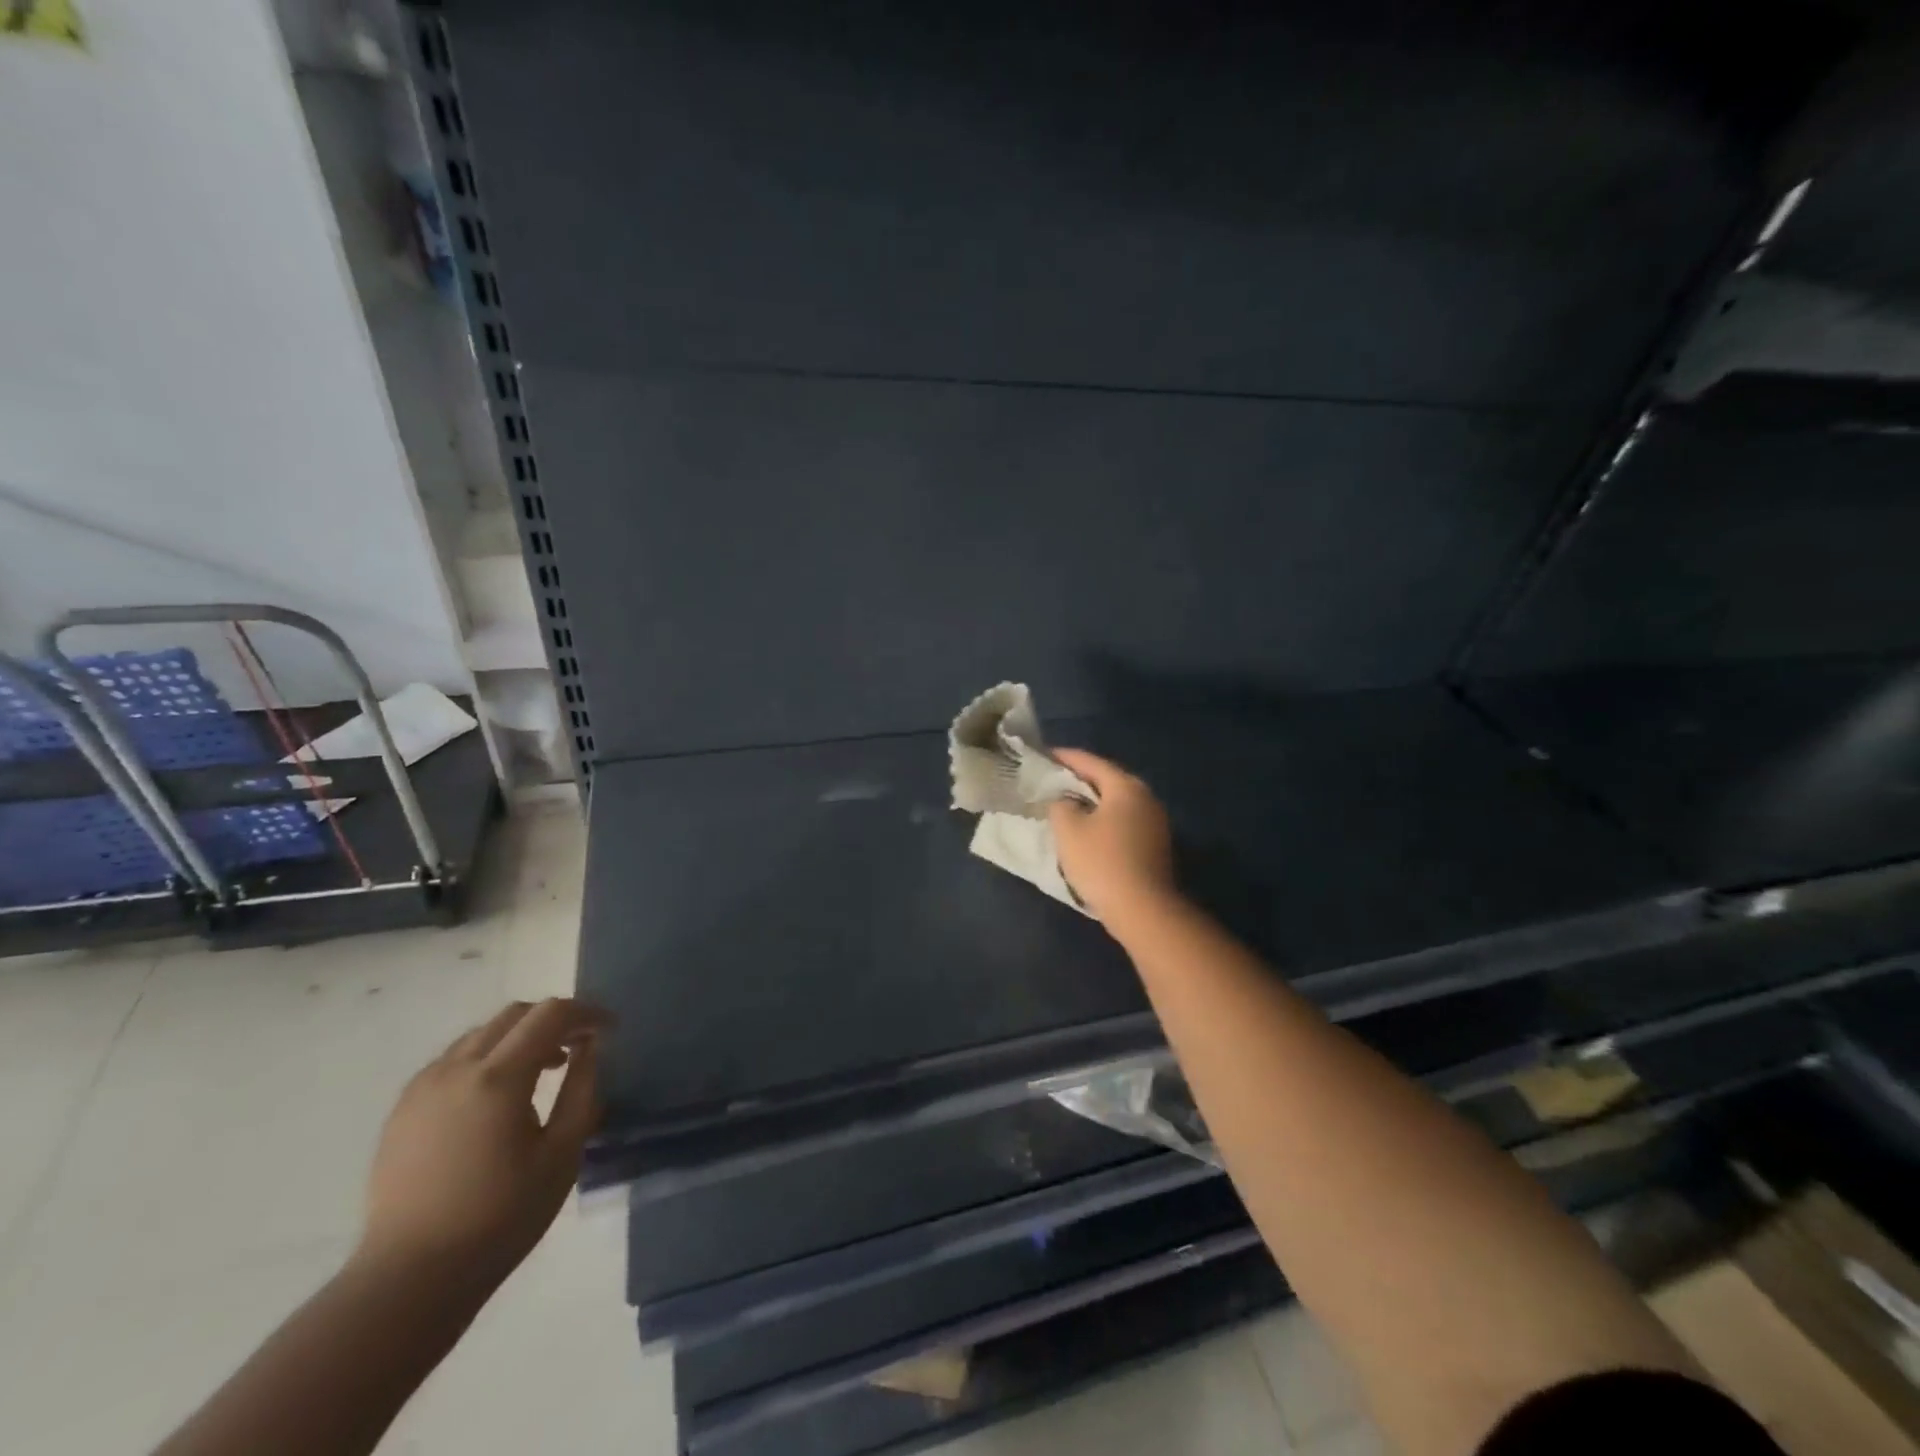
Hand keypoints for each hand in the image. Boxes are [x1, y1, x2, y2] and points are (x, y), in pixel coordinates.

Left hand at [357, 998, 608, 1283]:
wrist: (410, 1280)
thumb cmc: (500, 1217)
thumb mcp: (562, 1153)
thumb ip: (582, 1089)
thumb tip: (589, 1048)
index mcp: (497, 1078)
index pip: (550, 1014)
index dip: (586, 1013)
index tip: (610, 1029)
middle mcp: (455, 1069)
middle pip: (514, 1015)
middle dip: (553, 1020)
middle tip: (579, 1047)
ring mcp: (422, 1088)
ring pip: (481, 1034)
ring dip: (519, 1038)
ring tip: (542, 1072)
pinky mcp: (402, 1110)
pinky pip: (453, 1061)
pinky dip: (487, 1059)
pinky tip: (497, 1098)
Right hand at [1047, 749, 1177, 926]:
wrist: (1142, 909)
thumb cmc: (1101, 862)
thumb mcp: (1068, 829)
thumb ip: (1060, 805)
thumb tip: (1065, 801)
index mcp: (1126, 786)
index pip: (1091, 762)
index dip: (1065, 757)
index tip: (1044, 755)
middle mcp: (1146, 798)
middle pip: (1108, 780)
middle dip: (1080, 779)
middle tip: (1053, 780)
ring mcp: (1155, 822)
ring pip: (1117, 802)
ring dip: (1093, 801)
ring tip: (1067, 805)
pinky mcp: (1156, 845)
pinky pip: (1125, 821)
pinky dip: (1105, 820)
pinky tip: (1088, 831)